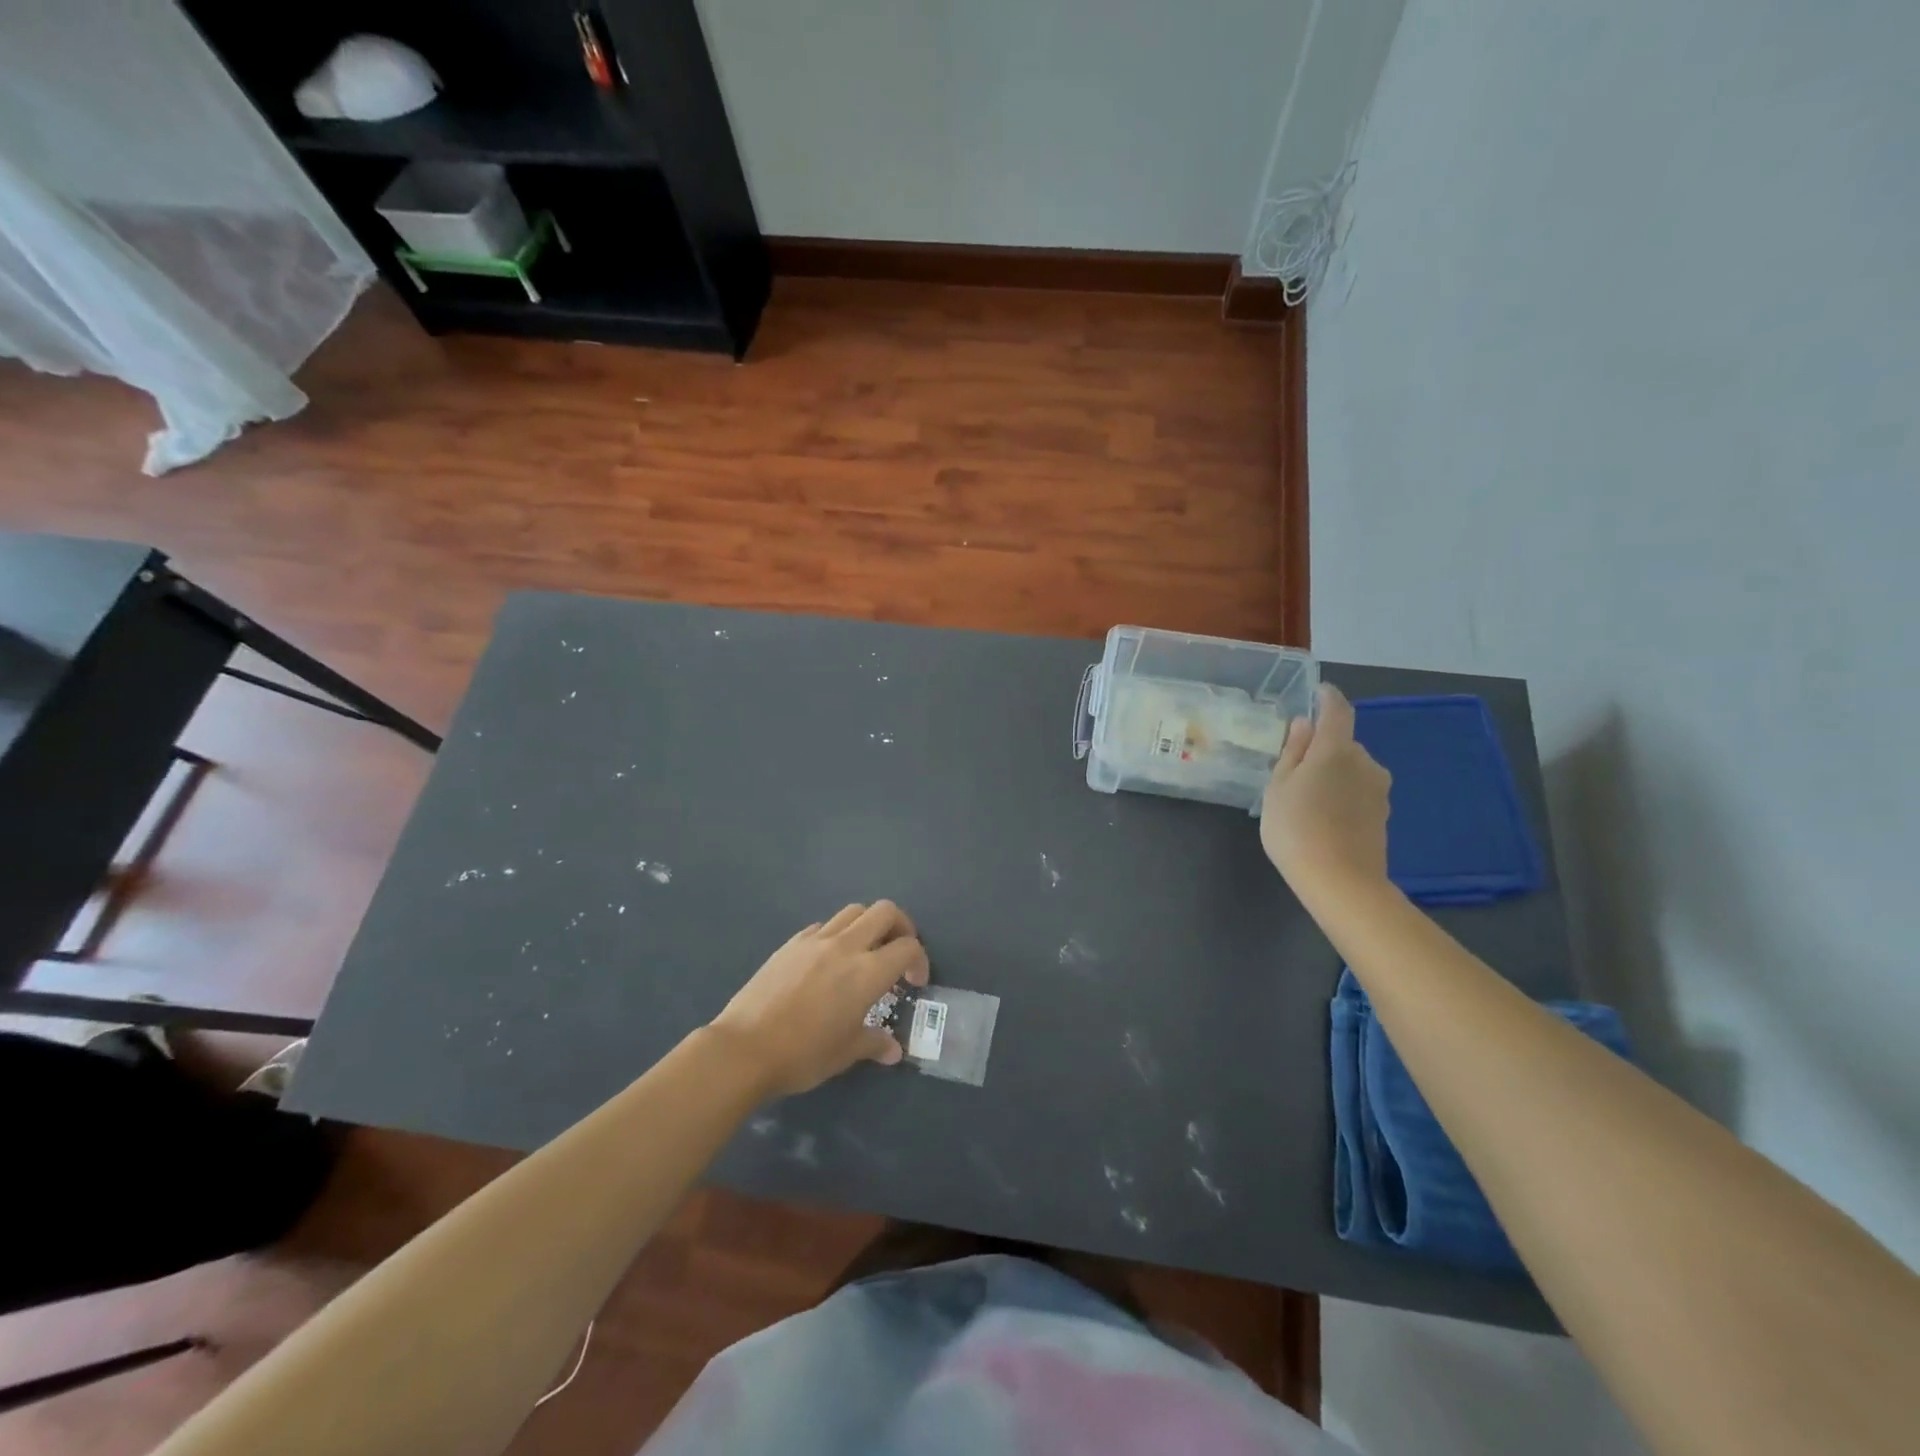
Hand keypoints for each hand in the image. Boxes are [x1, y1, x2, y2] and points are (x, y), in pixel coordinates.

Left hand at [710, 901, 928, 1098]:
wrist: (744, 1048)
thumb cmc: (803, 1054)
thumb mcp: (845, 1053)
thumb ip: (874, 1044)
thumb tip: (893, 1050)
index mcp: (867, 972)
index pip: (908, 947)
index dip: (920, 961)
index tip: (913, 983)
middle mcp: (846, 946)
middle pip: (885, 912)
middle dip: (900, 926)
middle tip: (897, 952)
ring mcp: (816, 940)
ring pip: (853, 911)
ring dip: (868, 925)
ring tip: (864, 952)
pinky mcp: (791, 943)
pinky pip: (823, 926)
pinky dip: (836, 934)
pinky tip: (827, 961)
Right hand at [1260, 683, 1391, 896]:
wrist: (1341, 881)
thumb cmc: (1296, 828)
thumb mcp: (1278, 787)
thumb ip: (1292, 752)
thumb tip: (1304, 724)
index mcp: (1335, 749)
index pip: (1337, 710)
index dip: (1327, 698)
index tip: (1318, 692)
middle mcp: (1365, 762)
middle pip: (1343, 743)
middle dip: (1322, 748)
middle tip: (1295, 767)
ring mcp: (1378, 789)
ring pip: (1352, 769)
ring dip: (1333, 774)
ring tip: (1307, 798)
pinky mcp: (1382, 814)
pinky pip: (1358, 791)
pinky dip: (1342, 794)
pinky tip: (1324, 817)